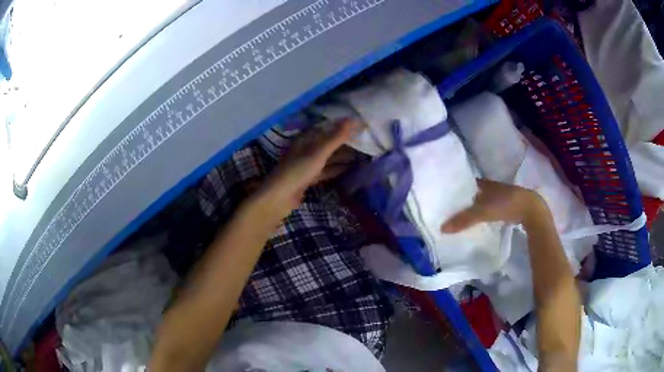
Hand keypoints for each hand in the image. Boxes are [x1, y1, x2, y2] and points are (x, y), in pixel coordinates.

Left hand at [249, 118, 358, 220]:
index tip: (360, 126)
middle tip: (365, 142)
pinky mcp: (308, 179)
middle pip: (328, 143)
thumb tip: (354, 119)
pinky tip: (348, 169)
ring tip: (362, 155)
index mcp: (306, 140)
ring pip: (328, 157)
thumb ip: (336, 137)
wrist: (280, 198)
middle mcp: (306, 150)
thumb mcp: (319, 153)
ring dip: (342, 157)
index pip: (327, 129)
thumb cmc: (298, 171)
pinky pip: (326, 170)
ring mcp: (306, 165)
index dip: (342, 127)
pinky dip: (336, 169)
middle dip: (345, 143)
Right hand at [441, 179, 546, 232]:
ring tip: (462, 216)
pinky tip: (480, 221)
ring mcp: (500, 196)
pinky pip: (490, 209)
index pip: (466, 184)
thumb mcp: (483, 212)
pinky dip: (484, 214)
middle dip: (464, 200)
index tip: (446, 197)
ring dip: (474, 207)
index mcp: (484, 183)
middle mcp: (491, 187)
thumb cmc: (506, 204)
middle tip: (451, 209)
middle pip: (474, 193)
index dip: (457, 189)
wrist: (531, 210)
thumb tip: (442, 228)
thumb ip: (463, 220)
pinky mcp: (507, 206)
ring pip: (483, 201)